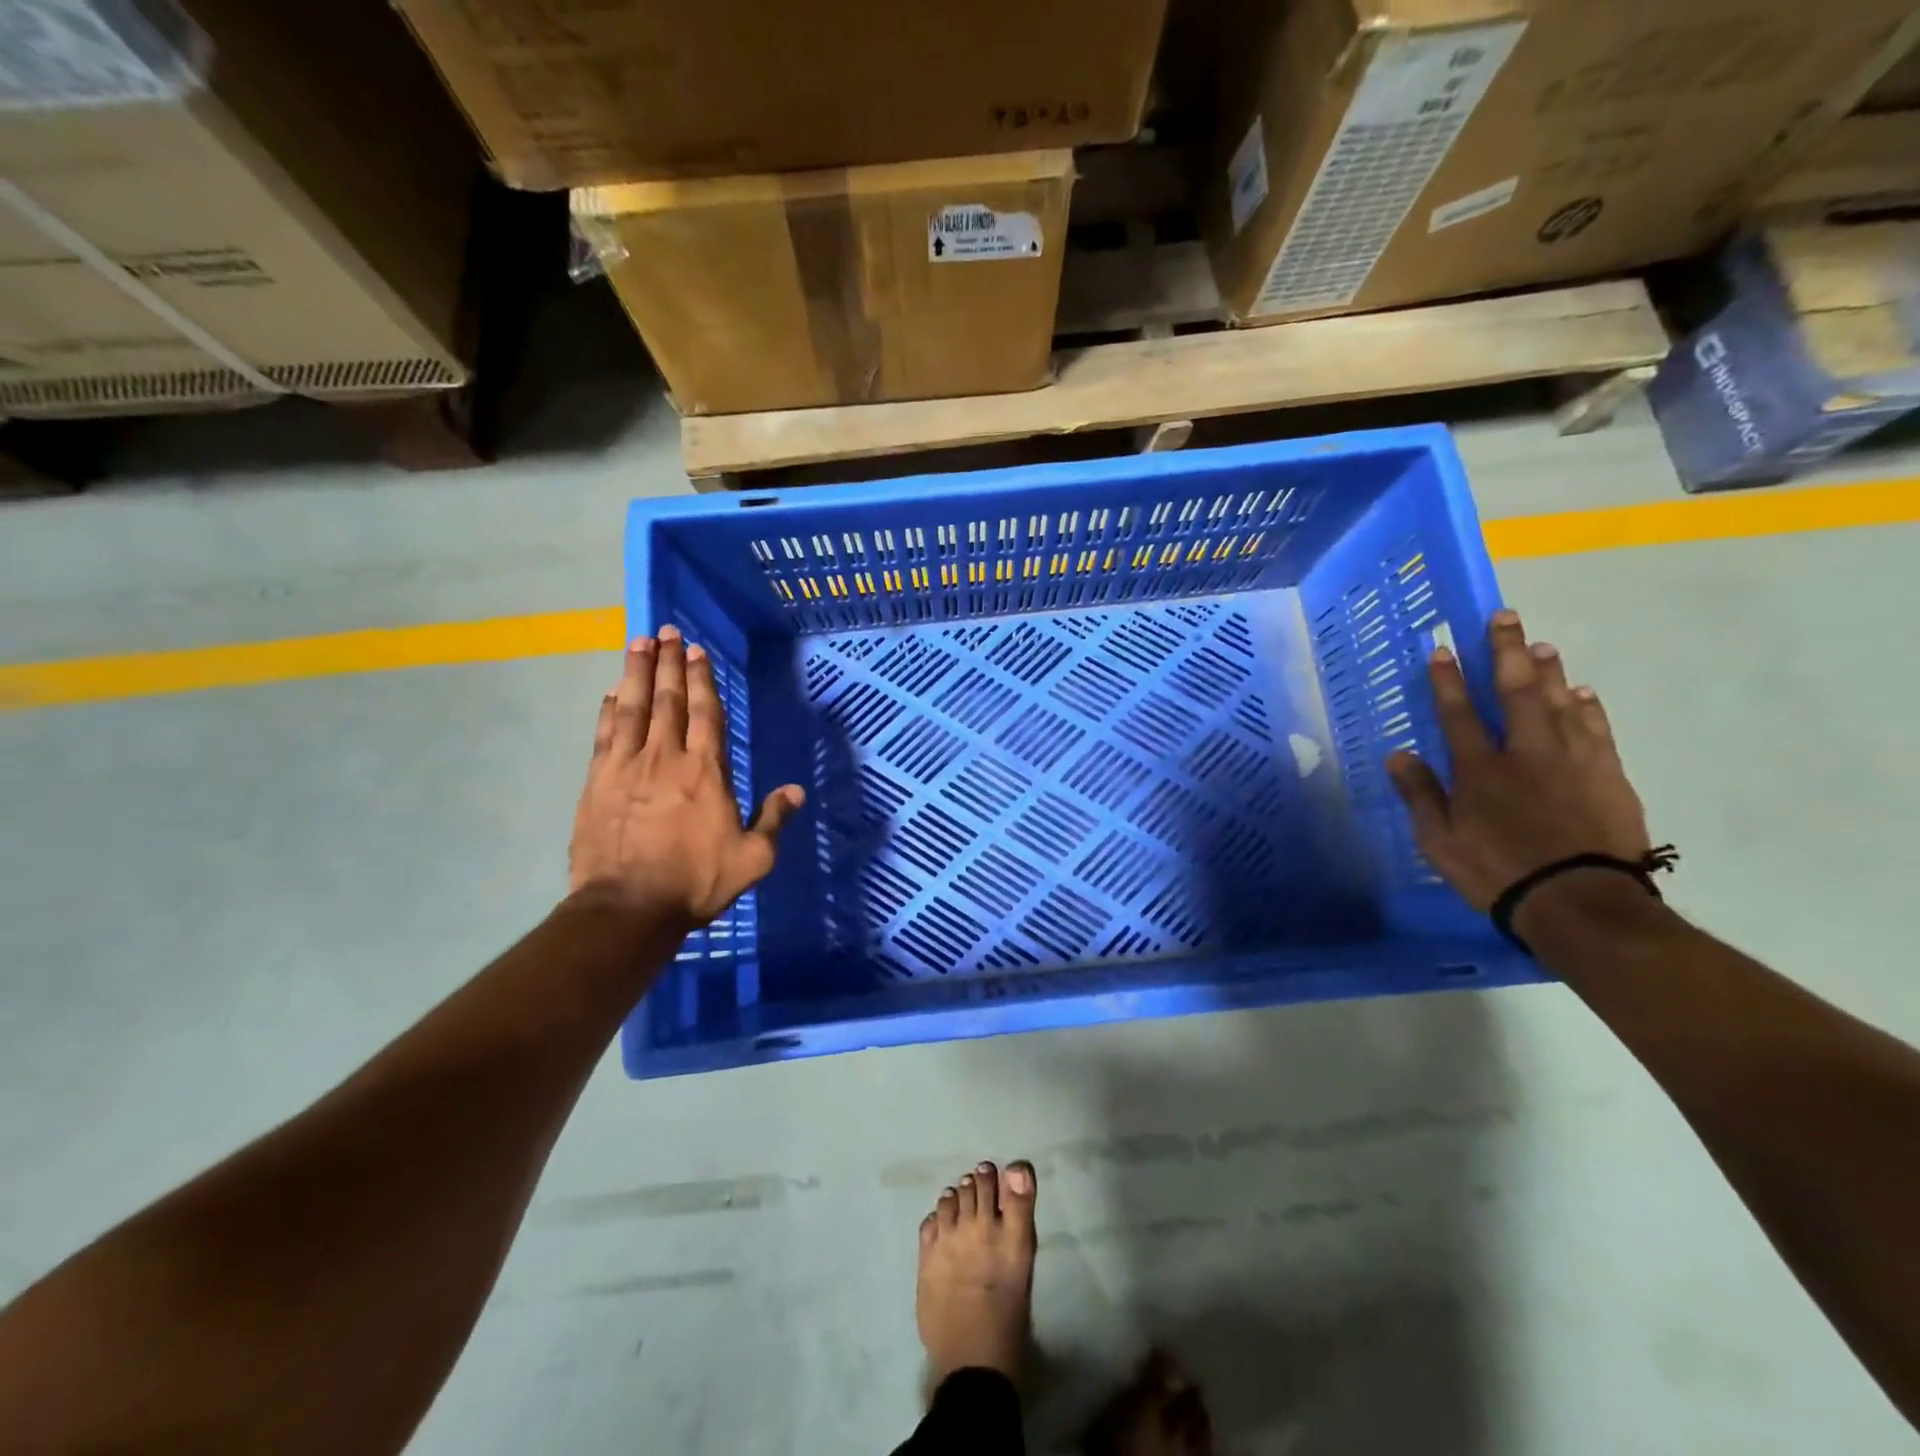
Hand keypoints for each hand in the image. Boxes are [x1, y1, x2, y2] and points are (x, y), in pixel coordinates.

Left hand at [568, 625, 804, 929]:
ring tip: (639, 643)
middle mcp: (666, 756)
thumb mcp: (753, 857)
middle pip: (667, 699)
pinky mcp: (597, 781)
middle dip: (668, 662)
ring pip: (632, 707)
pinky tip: (610, 692)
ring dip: (635, 672)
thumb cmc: (696, 881)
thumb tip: (796, 790)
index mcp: (706, 770)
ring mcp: (626, 766)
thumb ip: (774, 819)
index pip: (705, 712)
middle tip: (665, 631)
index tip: (696, 651)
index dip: (701, 678)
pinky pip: (604, 733)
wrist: (628, 907)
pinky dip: (608, 708)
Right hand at [1387, 609, 1649, 910]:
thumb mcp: (1439, 842)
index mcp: (1479, 769)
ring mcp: (1572, 760)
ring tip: (1541, 644)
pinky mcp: (1607, 774)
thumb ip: (1420, 795)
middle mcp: (1525, 753)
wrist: (1581, 902)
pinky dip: (1586, 706)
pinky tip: (1581, 692)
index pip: (1458, 713)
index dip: (1448, 680)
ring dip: (1547, 671)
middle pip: (1514, 692)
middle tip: (1503, 616)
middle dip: (1505, 652)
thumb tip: (1397, 755)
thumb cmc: (1497, 872)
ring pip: (1558, 702)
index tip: (1442, 649)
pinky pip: (1595, 728)